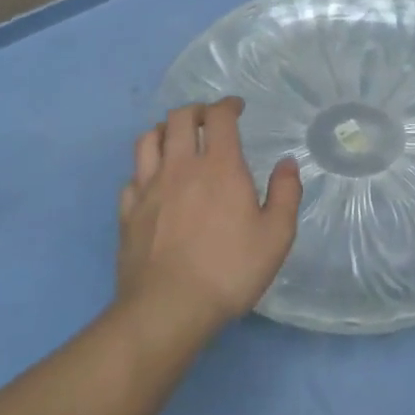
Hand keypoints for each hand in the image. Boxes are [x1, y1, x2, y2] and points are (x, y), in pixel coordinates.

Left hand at [116, 98, 301, 339]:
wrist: (168, 308)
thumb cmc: (230, 270)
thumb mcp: (276, 236)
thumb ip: (285, 193)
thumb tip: (287, 163)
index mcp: (220, 167)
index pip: (219, 117)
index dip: (228, 105)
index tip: (237, 108)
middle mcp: (180, 167)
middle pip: (180, 118)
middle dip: (196, 110)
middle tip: (209, 119)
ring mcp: (148, 188)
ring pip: (149, 140)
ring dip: (165, 130)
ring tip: (177, 139)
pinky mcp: (128, 212)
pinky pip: (132, 176)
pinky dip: (145, 169)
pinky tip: (153, 182)